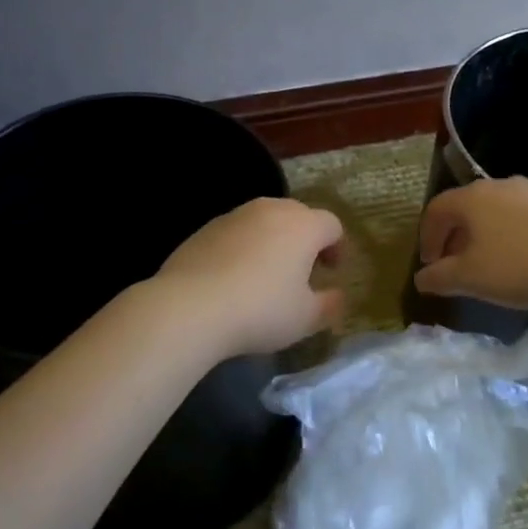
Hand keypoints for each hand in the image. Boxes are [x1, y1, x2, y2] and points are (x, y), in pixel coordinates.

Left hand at [157, 196, 345, 355]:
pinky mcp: (205, 228)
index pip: (331, 224)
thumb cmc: (260, 311)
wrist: (190, 307)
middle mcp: (270, 210)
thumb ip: (329, 304)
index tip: (332, 271)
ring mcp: (234, 216)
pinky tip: (234, 277)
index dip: (337, 246)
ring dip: (273, 240)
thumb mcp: (305, 318)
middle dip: (306, 238)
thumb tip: (337, 296)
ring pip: (264, 220)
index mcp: (302, 226)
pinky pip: (236, 232)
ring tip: (267, 273)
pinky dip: (243, 247)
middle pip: (298, 215)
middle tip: (303, 270)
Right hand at [414, 176, 527, 309]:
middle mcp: (499, 185)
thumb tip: (421, 278)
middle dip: (454, 237)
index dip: (427, 237)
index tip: (430, 265)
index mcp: (472, 197)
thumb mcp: (471, 278)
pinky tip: (520, 260)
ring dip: (482, 236)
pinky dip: (508, 235)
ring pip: (493, 211)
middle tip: (454, 266)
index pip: (435, 209)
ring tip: (487, 265)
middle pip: (465, 207)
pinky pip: (519, 217)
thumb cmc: (520, 265)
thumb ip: (439, 278)